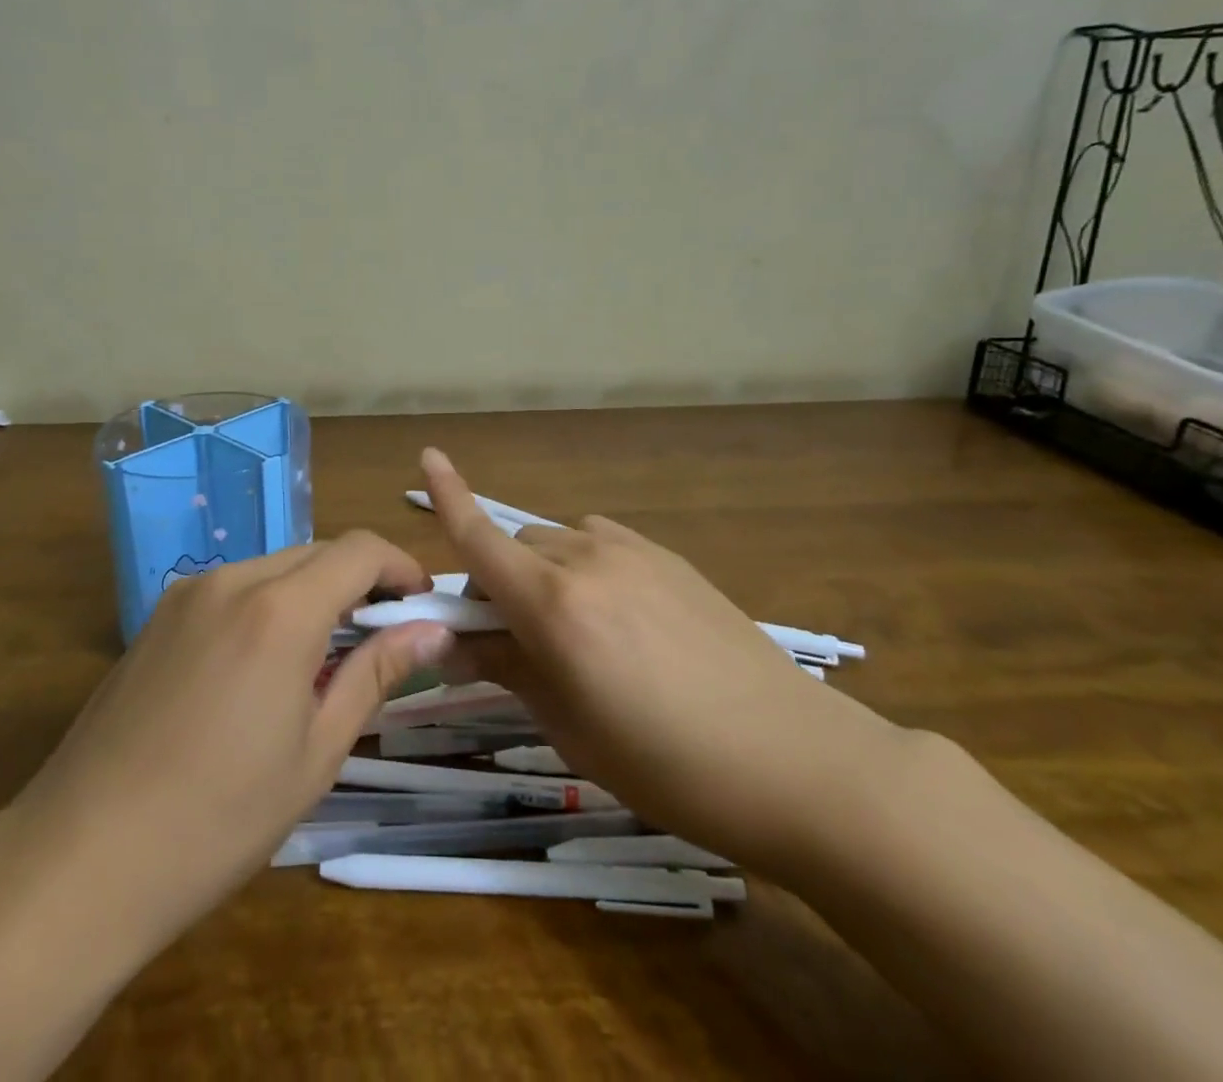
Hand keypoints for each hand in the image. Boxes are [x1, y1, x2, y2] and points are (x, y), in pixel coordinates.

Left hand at [0, 532, 453, 952]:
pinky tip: (261, 668)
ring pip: (273, 568)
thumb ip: (376, 674)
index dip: (400, 566)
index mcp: (279, 610)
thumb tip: (433, 630)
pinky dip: (267, 606)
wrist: (80, 859)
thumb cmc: (219, 818)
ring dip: (312, 593)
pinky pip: (232, 589)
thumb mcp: (316, 752)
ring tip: (322, 660)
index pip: (359, 549)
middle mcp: (232, 581)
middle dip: (359, 582)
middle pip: (317, 552)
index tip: (421, 604)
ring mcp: (186, 595)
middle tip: (380, 640)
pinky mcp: (156, 618)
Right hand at [422, 448, 903, 875]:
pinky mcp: (670, 558)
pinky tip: (617, 614)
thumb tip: (455, 643)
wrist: (796, 759)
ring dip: (542, 572)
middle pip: (516, 547)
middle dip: (497, 579)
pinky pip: (601, 544)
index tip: (426, 457)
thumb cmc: (668, 765)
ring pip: (558, 544)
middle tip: (509, 636)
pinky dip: (584, 566)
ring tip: (571, 629)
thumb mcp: (570, 727)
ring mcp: (634, 553)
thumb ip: (508, 669)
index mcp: (554, 604)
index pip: (480, 538)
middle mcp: (587, 560)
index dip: (447, 497)